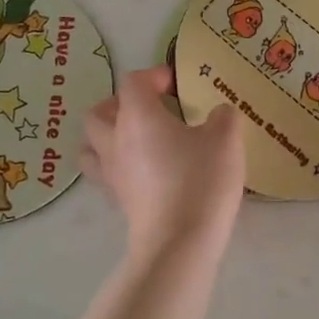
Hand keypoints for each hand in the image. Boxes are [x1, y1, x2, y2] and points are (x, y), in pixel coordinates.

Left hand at [83, 66, 244, 253]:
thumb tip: (218, 113)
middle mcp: (116, 140)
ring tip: (139, 139)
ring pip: (92, 145)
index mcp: (138, 116)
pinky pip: (105, 173)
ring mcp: (111, 173)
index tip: (177, 86)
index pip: (133, 82)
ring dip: (109, 135)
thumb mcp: (226, 140)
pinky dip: (118, 165)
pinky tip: (145, 171)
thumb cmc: (201, 180)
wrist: (179, 242)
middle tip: (151, 109)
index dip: (153, 76)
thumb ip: (223, 117)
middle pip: (99, 112)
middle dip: (121, 104)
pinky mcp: (117, 200)